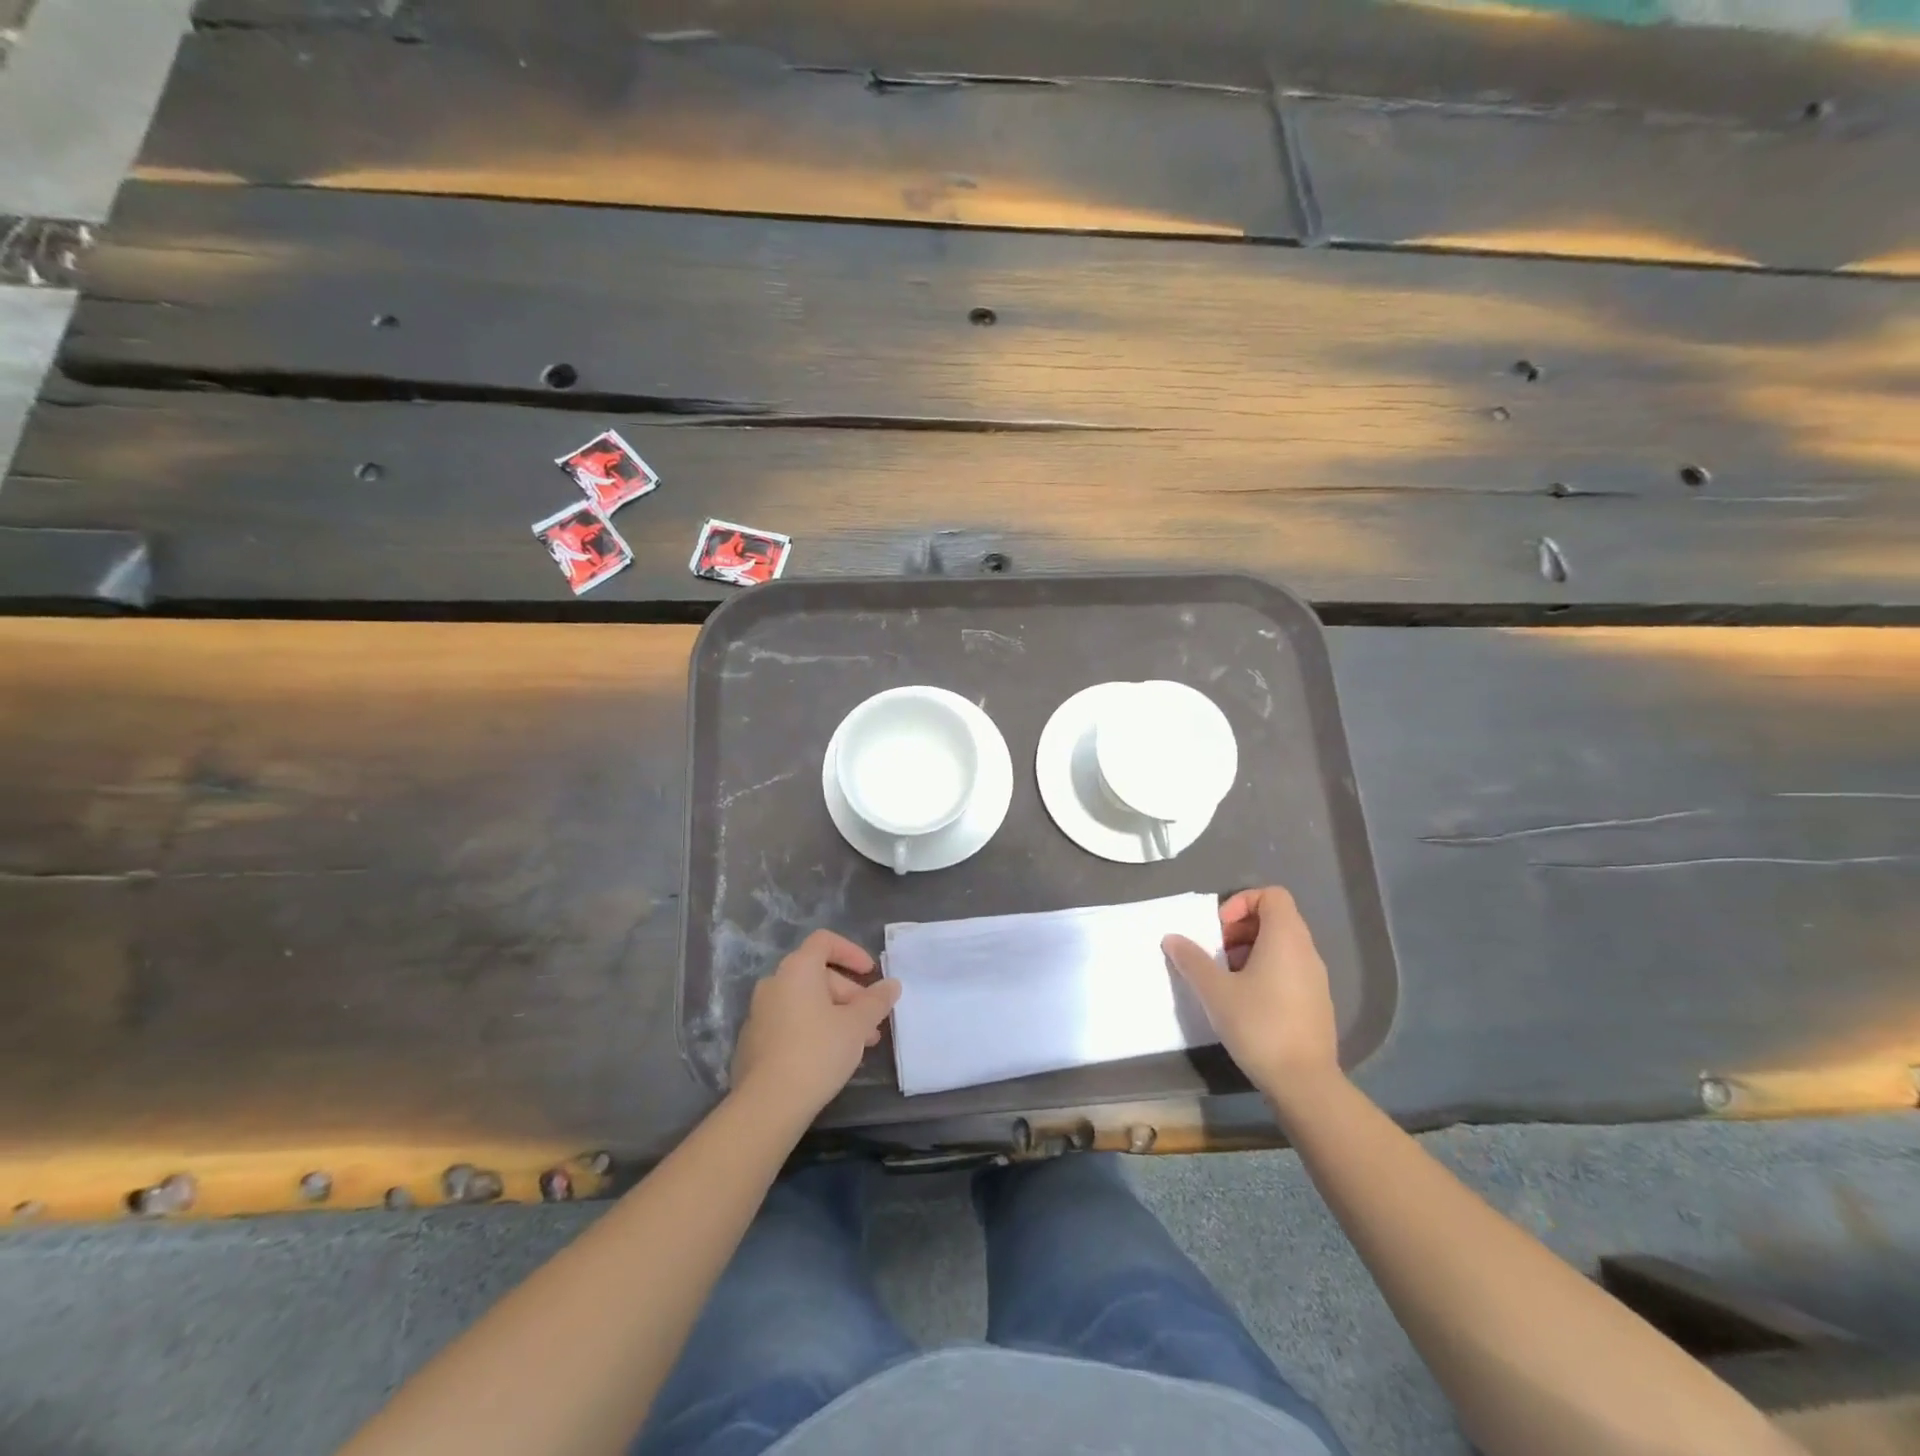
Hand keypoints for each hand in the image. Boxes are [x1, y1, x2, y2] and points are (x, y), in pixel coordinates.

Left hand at [731, 929, 901, 1119]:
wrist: (768, 1104)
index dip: (851, 952)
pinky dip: (812, 1028)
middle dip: (849, 993)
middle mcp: (774, 983)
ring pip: (805, 1001)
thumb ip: (877, 1001)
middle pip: (817, 974)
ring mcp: (759, 1012)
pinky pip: (790, 1022)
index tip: (870, 974)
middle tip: (871, 1021)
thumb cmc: (817, 1051)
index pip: (824, 941)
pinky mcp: (753, 1041)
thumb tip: (892, 984)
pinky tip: (829, 1057)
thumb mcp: (858, 1025)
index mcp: (797, 969)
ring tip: (858, 1043)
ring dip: (834, 1014)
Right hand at [1162, 886, 1341, 1114]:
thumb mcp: (1215, 991)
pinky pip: (1289, 969)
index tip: (1220, 929)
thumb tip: (1172, 938)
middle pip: (1275, 918)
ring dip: (1250, 951)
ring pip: (1281, 946)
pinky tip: (1245, 1002)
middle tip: (1217, 954)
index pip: (1272, 895)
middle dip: (1240, 928)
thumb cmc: (1259, 1025)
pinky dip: (1265, 972)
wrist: (1304, 1083)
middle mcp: (1307, 951)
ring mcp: (1315, 978)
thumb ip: (1192, 960)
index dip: (1242, 903)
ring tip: (1226, 979)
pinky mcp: (1316, 1003)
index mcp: (1286, 938)